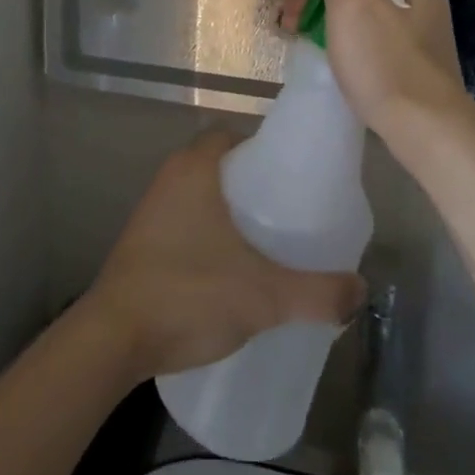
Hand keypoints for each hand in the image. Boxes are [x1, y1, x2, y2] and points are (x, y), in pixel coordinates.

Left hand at [82, 131, 366, 380]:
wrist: (114, 338)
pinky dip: (205, 235)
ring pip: (198, 196)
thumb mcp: (263, 295)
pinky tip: (227, 270)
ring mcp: (150, 211)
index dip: (259, 149)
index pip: (229, 136)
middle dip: (249, 185)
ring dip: (226, 213)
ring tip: (263, 244)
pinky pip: (182, 222)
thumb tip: (361, 290)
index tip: (288, 176)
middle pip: (216, 165)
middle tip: (285, 214)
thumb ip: (316, 293)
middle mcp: (169, 179)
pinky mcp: (140, 243)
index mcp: (194, 168)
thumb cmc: (188, 293)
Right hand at [276, 0, 474, 135]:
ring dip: (322, 14)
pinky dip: (340, 36)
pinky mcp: (408, 55)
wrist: (426, 130)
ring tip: (297, 35)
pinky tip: (325, 53)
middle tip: (288, 18)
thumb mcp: (352, 0)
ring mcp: (415, 24)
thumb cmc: (386, 61)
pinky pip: (365, 31)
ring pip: (356, 4)